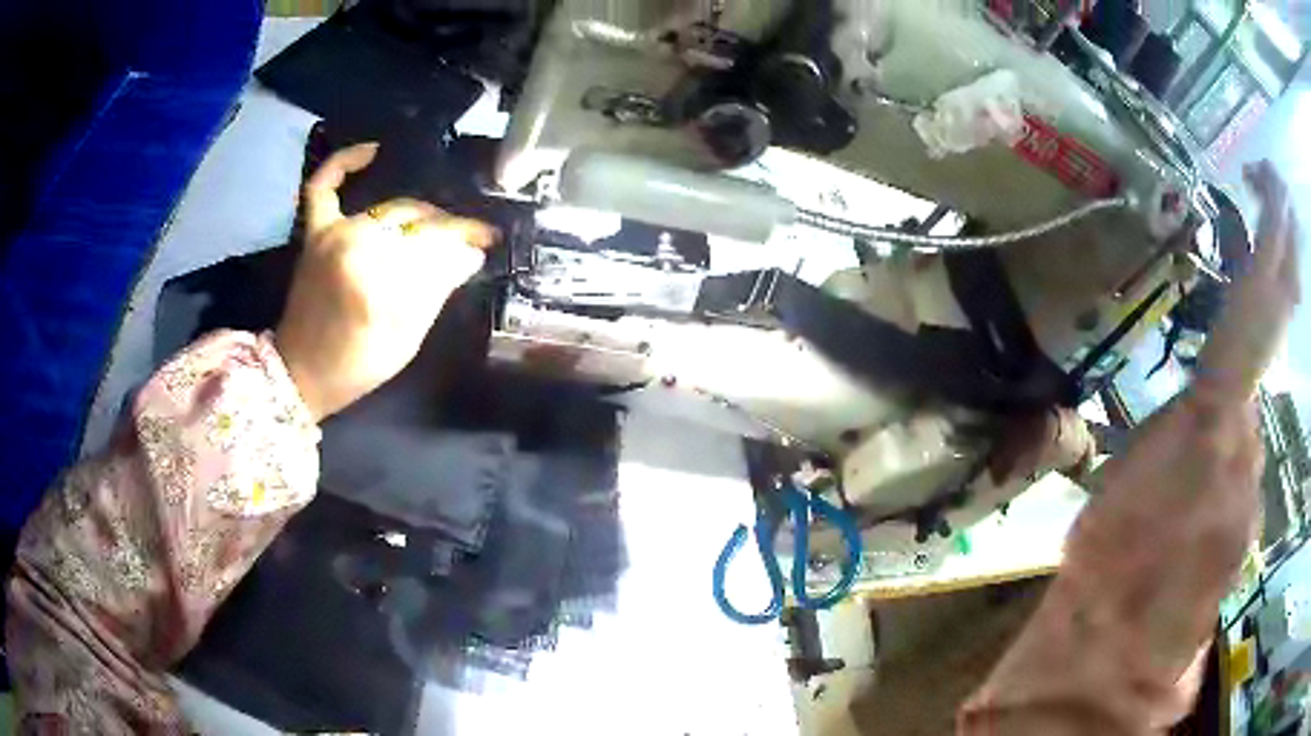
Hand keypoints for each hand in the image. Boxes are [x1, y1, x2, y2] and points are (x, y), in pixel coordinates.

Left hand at [275, 143, 496, 421]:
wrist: (300, 372)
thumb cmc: (357, 365)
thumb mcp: (407, 339)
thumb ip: (437, 289)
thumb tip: (471, 253)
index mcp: (378, 279)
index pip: (434, 244)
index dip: (466, 238)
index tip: (489, 238)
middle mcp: (355, 244)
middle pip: (416, 222)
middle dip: (447, 229)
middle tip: (467, 240)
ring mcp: (332, 234)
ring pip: (389, 209)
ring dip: (418, 215)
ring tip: (438, 225)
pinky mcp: (315, 233)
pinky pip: (324, 187)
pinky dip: (343, 164)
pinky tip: (372, 150)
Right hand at [1063, 160, 1298, 681]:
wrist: (1109, 668)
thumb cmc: (1102, 570)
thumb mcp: (1121, 478)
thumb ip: (1173, 433)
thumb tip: (1203, 413)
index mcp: (1215, 427)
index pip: (1256, 314)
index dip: (1271, 245)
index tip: (1270, 188)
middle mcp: (1249, 452)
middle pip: (1275, 347)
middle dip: (1282, 269)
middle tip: (1279, 210)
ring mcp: (1253, 495)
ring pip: (1248, 429)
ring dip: (1232, 414)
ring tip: (1185, 459)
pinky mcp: (1247, 530)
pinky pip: (1240, 472)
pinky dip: (1223, 464)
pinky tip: (1192, 497)